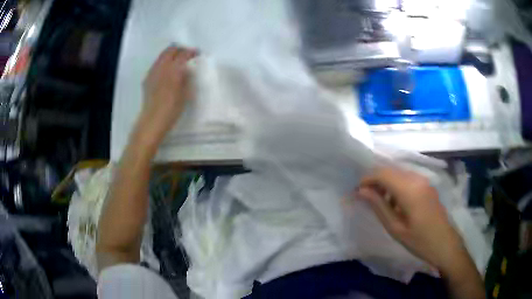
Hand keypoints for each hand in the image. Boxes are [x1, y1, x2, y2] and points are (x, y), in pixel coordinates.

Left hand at [137, 46, 197, 143]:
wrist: (153, 120)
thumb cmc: (172, 109)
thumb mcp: (185, 93)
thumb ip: (187, 77)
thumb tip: (187, 69)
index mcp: (173, 70)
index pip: (184, 54)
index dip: (191, 52)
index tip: (197, 53)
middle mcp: (162, 67)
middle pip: (171, 50)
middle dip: (180, 49)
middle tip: (187, 54)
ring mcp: (152, 71)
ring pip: (162, 55)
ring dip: (171, 54)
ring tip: (177, 61)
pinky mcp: (147, 78)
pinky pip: (156, 64)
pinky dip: (163, 62)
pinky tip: (166, 71)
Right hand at [356, 167, 467, 274]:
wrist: (445, 244)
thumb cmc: (419, 241)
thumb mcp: (395, 228)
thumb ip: (378, 206)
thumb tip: (361, 191)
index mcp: (409, 189)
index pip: (383, 173)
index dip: (367, 179)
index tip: (356, 191)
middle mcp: (417, 178)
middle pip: (390, 170)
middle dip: (375, 180)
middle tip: (365, 197)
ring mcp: (424, 180)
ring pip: (398, 173)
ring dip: (386, 183)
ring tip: (379, 202)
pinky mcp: (427, 185)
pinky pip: (407, 178)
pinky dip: (396, 185)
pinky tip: (394, 202)